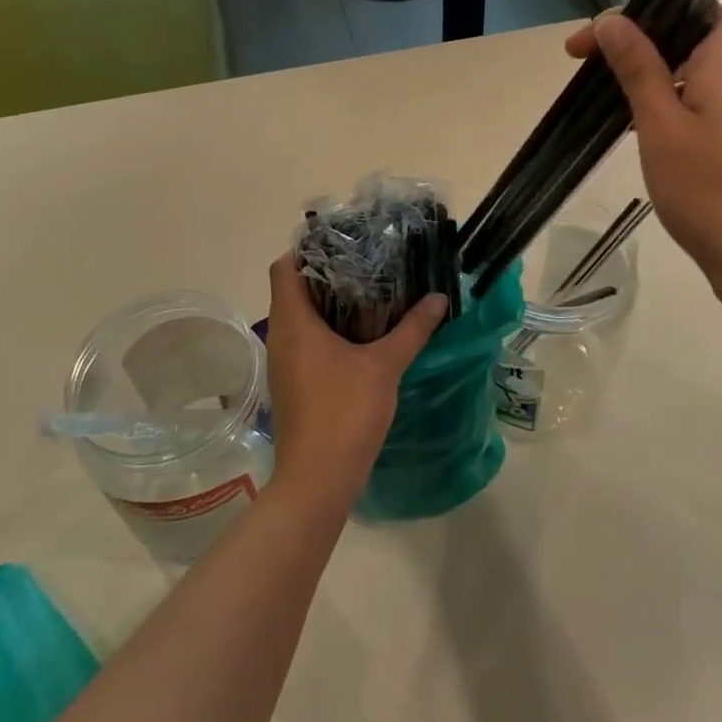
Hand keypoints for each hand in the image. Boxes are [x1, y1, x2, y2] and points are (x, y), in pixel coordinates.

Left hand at [263, 256, 447, 502]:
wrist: (318, 479)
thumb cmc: (345, 412)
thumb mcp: (384, 366)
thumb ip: (412, 329)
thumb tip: (439, 299)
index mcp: (294, 322)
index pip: (284, 267)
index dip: (307, 249)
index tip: (343, 243)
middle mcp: (281, 336)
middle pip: (293, 288)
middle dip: (327, 273)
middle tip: (366, 262)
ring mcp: (284, 362)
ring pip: (300, 316)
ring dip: (328, 302)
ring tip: (369, 292)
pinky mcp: (292, 382)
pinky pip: (305, 340)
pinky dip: (327, 329)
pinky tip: (361, 334)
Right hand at [565, 0, 721, 311]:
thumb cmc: (711, 187)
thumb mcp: (661, 125)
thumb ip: (638, 68)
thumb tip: (613, 18)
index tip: (618, 16)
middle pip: (693, 27)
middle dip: (639, 30)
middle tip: (585, 55)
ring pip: (690, 65)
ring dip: (646, 65)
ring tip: (599, 85)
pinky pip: (694, 97)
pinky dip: (661, 96)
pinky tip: (630, 119)